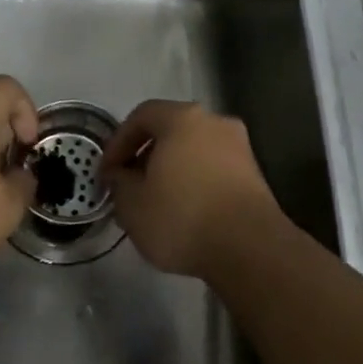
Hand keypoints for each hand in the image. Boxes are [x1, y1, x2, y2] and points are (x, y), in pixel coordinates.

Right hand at [99, 100, 287, 277]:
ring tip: (155, 203)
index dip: (118, 142)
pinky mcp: (255, 174)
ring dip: (171, 170)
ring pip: (194, 150)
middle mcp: (215, 122)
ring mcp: (240, 147)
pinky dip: (195, 182)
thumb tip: (122, 175)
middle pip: (171, 130)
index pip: (141, 115)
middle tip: (129, 187)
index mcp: (183, 119)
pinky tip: (186, 212)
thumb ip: (119, 182)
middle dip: (146, 156)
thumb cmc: (183, 217)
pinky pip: (214, 168)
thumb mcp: (132, 204)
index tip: (107, 172)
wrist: (250, 247)